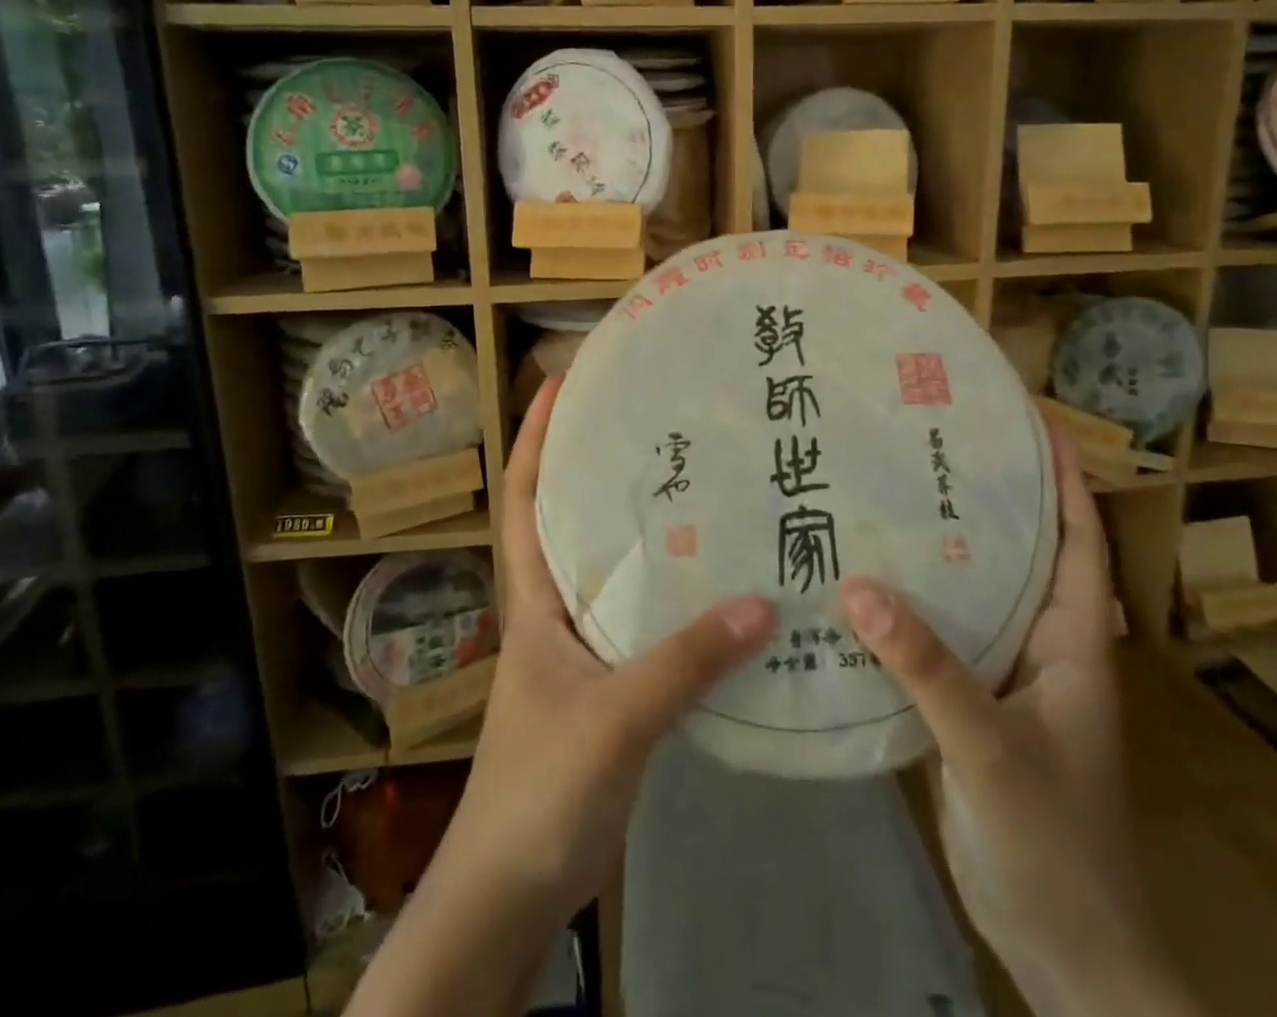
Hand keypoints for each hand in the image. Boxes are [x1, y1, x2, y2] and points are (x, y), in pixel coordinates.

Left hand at [445, 371, 777, 915]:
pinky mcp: (611, 687)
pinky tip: (719, 588)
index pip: (526, 500)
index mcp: (535, 600)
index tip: (557, 384)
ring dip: (646, 534)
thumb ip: (684, 662)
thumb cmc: (539, 788)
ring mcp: (583, 651)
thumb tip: (763, 603)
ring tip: (699, 487)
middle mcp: (556, 612)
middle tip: (656, 424)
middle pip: (575, 523)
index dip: (533, 439)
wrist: (512, 892)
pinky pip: (645, 623)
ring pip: (615, 573)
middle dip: (601, 470)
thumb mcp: (613, 717)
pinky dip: (675, 599)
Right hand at [836, 424, 1185, 1015]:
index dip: (1064, 479)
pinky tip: (862, 588)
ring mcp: (1005, 679)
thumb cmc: (1054, 843)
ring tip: (887, 498)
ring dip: (939, 554)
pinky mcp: (970, 709)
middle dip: (985, 499)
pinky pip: (939, 641)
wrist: (1065, 951)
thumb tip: (857, 586)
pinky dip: (908, 611)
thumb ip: (928, 668)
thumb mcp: (992, 749)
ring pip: (973, 597)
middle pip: (1019, 556)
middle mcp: (1041, 647)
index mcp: (1073, 642)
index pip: (1079, 541)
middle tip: (928, 445)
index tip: (1032, 422)